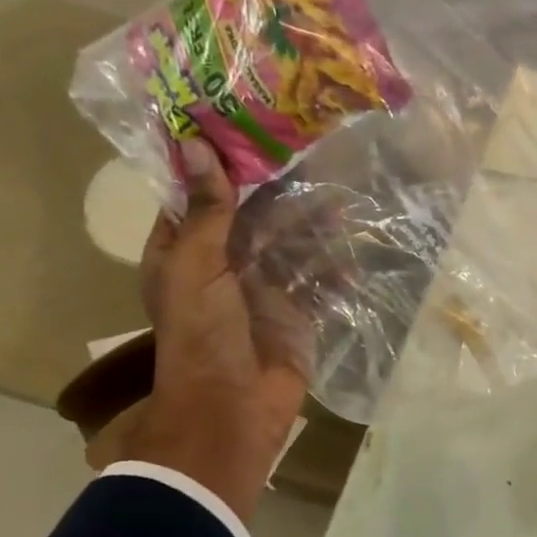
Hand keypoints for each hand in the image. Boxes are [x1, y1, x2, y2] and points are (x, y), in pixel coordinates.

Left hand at [118, 138, 312, 521]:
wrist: (233, 409)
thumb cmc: (203, 335)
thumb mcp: (196, 267)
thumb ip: (206, 210)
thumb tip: (196, 144)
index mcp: (183, 252)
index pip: (197, 196)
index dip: (217, 164)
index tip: (247, 126)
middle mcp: (223, 266)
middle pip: (254, 218)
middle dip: (281, 194)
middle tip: (315, 158)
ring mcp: (263, 292)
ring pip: (291, 247)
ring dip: (314, 228)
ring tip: (344, 202)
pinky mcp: (297, 315)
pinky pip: (317, 283)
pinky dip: (334, 271)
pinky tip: (353, 256)